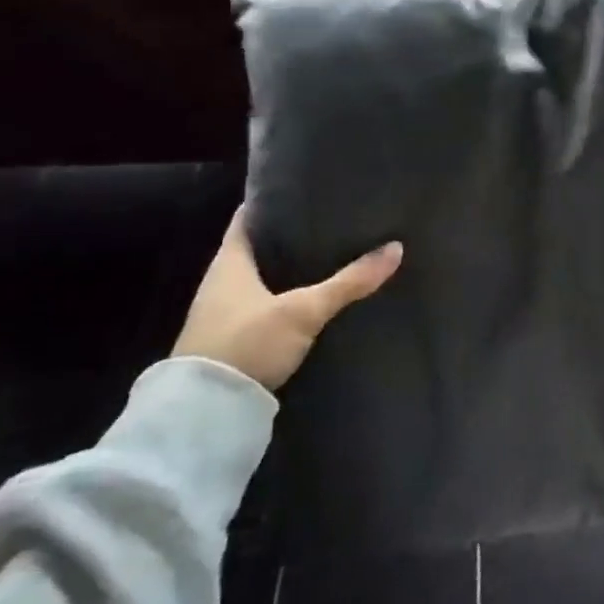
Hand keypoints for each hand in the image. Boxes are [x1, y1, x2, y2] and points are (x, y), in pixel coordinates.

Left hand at [172, 208, 402, 389]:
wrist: (206, 412)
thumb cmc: (248, 342)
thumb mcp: (304, 310)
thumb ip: (349, 282)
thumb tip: (396, 248)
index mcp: (228, 263)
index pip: (247, 218)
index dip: (272, 202)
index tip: (303, 191)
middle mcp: (220, 282)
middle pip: (256, 248)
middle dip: (289, 236)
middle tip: (329, 222)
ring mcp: (223, 314)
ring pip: (260, 279)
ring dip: (287, 269)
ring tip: (329, 257)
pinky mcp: (233, 341)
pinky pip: (263, 305)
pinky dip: (285, 297)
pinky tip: (312, 299)